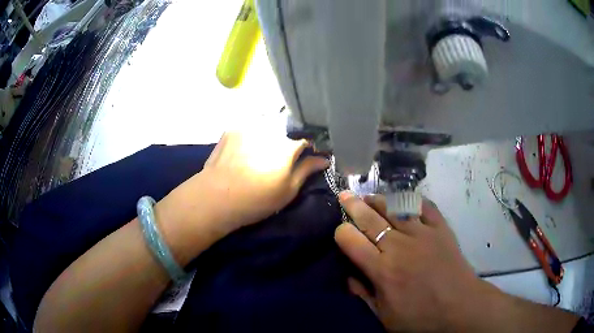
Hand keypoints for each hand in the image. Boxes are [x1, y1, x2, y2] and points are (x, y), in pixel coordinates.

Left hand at [190, 131, 328, 228]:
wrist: (216, 197)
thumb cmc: (256, 199)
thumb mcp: (287, 190)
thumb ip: (306, 170)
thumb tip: (323, 159)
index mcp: (287, 145)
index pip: (307, 139)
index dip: (310, 147)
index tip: (309, 154)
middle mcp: (270, 128)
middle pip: (289, 128)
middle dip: (291, 137)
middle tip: (284, 154)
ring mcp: (250, 125)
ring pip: (270, 123)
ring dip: (273, 132)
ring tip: (265, 149)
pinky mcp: (234, 127)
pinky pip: (252, 125)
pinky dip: (255, 132)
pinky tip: (249, 146)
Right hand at [335, 192, 490, 331]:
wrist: (460, 307)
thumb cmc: (420, 317)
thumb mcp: (384, 316)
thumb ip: (363, 295)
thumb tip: (348, 276)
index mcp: (381, 270)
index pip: (351, 241)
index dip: (341, 232)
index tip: (340, 231)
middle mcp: (399, 246)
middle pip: (370, 219)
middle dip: (353, 205)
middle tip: (344, 195)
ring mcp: (422, 233)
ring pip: (394, 207)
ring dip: (378, 200)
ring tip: (369, 196)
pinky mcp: (440, 228)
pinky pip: (424, 206)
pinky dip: (411, 200)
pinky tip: (403, 198)